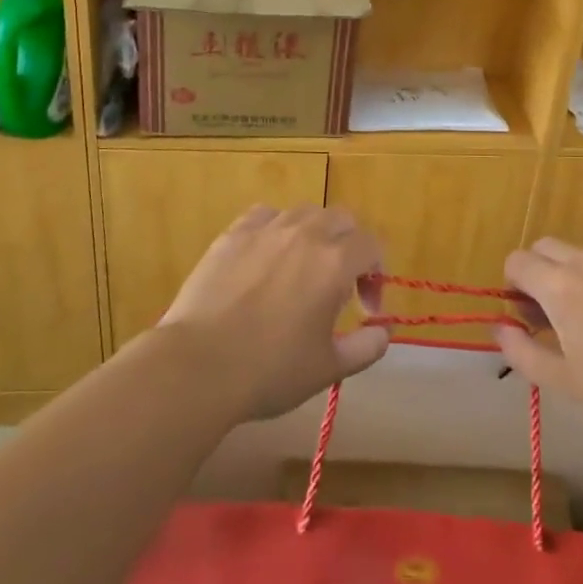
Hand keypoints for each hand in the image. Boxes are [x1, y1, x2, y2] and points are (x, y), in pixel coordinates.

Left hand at [159, 205, 389, 420]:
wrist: (198, 366)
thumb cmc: (270, 371)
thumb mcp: (329, 368)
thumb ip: (367, 347)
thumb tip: (384, 331)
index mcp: (335, 262)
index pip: (372, 246)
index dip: (377, 275)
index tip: (365, 309)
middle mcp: (305, 234)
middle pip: (342, 219)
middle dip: (350, 246)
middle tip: (340, 283)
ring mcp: (266, 229)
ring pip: (305, 212)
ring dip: (315, 233)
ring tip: (303, 267)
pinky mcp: (233, 234)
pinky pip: (265, 215)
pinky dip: (276, 228)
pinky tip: (267, 254)